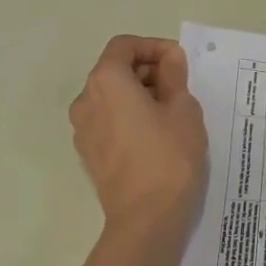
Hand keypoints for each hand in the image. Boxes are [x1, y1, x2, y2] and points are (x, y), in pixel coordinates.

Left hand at [69, 35, 207, 243]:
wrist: (146, 220)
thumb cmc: (169, 156)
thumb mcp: (183, 109)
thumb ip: (174, 76)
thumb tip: (169, 58)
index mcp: (106, 81)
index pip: (125, 46)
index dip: (153, 47)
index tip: (179, 62)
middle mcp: (86, 99)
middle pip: (115, 70)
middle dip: (148, 71)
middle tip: (180, 87)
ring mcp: (82, 129)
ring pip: (111, 97)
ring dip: (139, 94)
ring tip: (171, 112)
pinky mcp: (88, 153)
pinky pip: (108, 120)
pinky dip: (128, 116)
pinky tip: (155, 135)